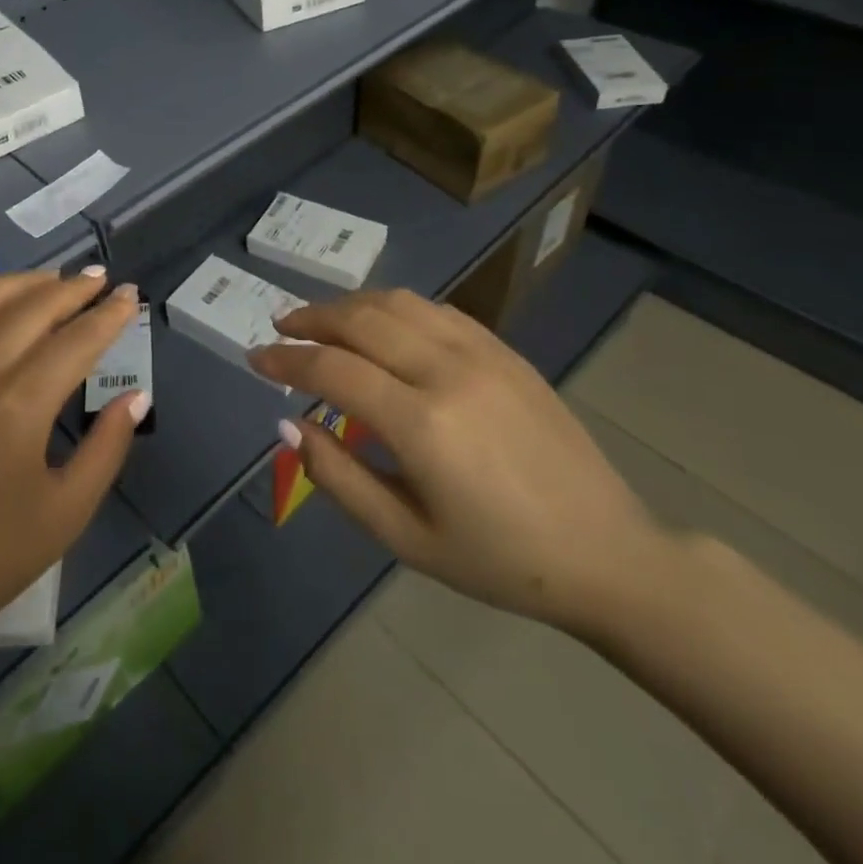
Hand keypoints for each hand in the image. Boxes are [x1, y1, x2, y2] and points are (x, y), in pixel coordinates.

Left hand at [0, 269, 147, 666]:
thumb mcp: (64, 515)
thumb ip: (106, 449)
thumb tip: (136, 396)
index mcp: (19, 404)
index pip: (76, 339)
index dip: (109, 315)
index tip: (129, 296)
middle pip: (33, 307)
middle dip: (73, 289)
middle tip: (100, 279)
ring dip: (24, 282)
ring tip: (53, 280)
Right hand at [248, 288, 664, 633]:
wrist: (607, 552)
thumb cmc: (499, 560)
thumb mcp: (406, 539)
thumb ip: (338, 477)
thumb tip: (288, 422)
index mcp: (422, 425)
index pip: (332, 369)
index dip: (285, 359)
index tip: (255, 358)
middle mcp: (447, 372)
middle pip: (360, 320)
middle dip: (310, 318)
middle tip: (279, 327)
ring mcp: (481, 353)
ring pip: (397, 303)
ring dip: (348, 304)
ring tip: (320, 318)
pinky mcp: (504, 350)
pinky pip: (435, 310)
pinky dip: (393, 306)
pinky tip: (379, 321)